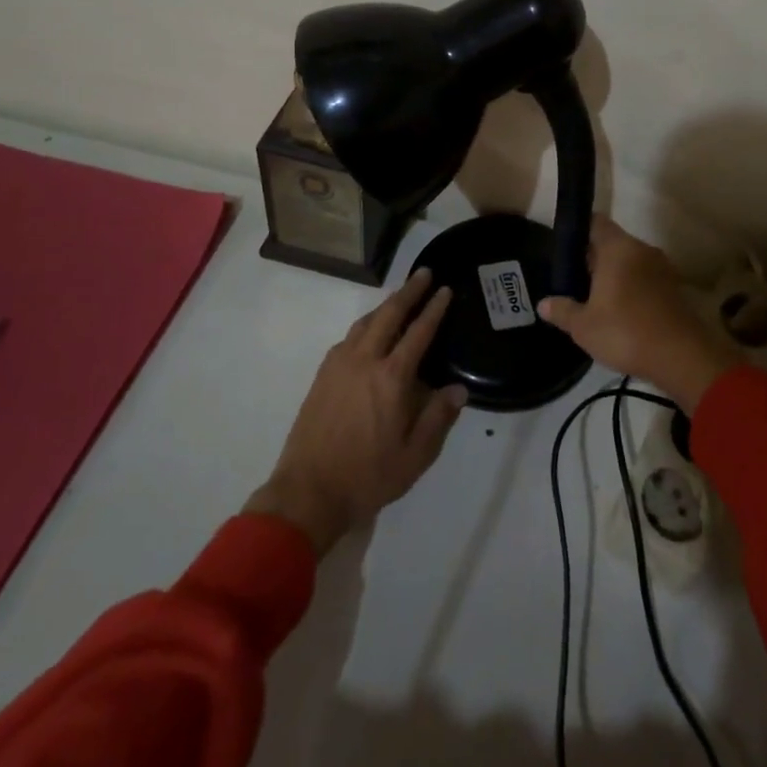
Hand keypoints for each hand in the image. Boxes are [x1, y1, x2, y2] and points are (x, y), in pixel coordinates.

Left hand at [245, 268, 468, 555]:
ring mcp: (339, 365)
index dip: (434, 309)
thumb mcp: (414, 456)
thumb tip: (458, 388)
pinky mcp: (323, 376)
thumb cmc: (367, 476)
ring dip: (385, 305)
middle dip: (409, 291)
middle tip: (423, 273)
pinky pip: (348, 338)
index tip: (444, 290)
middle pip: (389, 314)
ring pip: (365, 322)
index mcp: (392, 378)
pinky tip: (368, 332)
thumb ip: (438, 418)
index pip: (419, 332)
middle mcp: (365, 361)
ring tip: (399, 297)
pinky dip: (364, 325)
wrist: (308, 492)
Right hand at [536, 218, 741, 412]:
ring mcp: (662, 267)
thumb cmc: (625, 332)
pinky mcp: (675, 288)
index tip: (565, 250)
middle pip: (613, 243)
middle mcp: (642, 249)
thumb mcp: (583, 326)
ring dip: (616, 274)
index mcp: (618, 248)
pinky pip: (646, 278)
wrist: (681, 357)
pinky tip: (622, 312)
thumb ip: (562, 310)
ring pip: (631, 261)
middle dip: (595, 258)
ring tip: (597, 299)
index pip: (596, 222)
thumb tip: (544, 303)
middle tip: (576, 280)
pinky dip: (633, 288)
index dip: (579, 231)